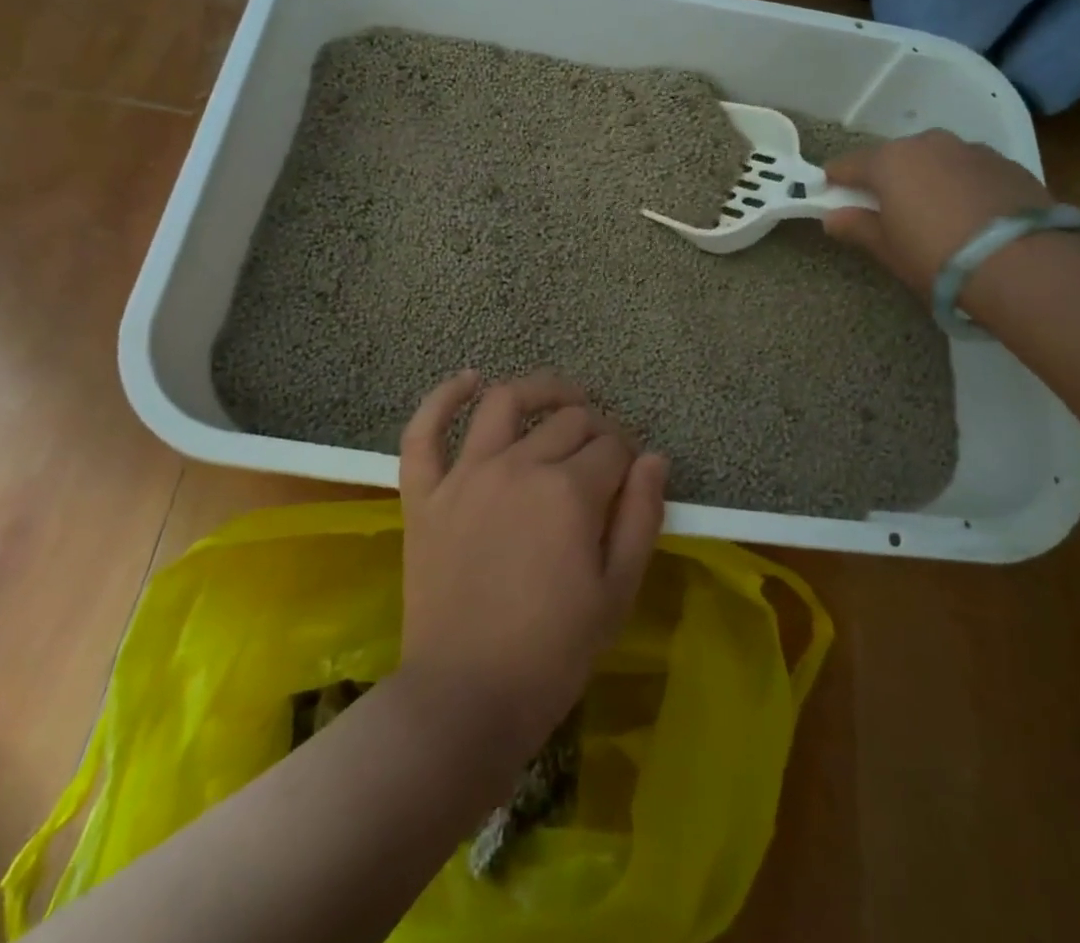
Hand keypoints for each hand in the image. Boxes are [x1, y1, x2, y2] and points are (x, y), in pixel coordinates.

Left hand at [397, 371, 667, 760]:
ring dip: (538, 389)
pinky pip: (424, 433)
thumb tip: (655, 458)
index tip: (633, 474)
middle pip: (568, 421)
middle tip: (604, 450)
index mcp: (570, 492)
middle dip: (597, 427)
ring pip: (505, 404)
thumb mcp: (618, 591)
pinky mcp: (424, 494)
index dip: (630, 455)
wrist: (465, 699)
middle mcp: (518, 466)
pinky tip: (469, 380)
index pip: (612, 447)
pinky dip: (443, 398)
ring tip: (558, 396)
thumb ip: (642, 516)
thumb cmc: (553, 652)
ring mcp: (465, 476)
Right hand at [823, 130, 1051, 293]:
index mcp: (891, 161)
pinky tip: (970, 214)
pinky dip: (962, 184)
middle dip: (887, 176)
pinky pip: (970, 170)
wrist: (1024, 265)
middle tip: (885, 207)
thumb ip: (858, 227)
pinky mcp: (1008, 165)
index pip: (850, 164)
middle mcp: (929, 144)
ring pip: (937, 159)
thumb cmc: (937, 257)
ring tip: (933, 211)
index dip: (836, 179)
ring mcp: (972, 150)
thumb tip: (833, 217)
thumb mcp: (889, 249)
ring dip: (928, 177)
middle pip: (896, 157)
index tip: (828, 191)